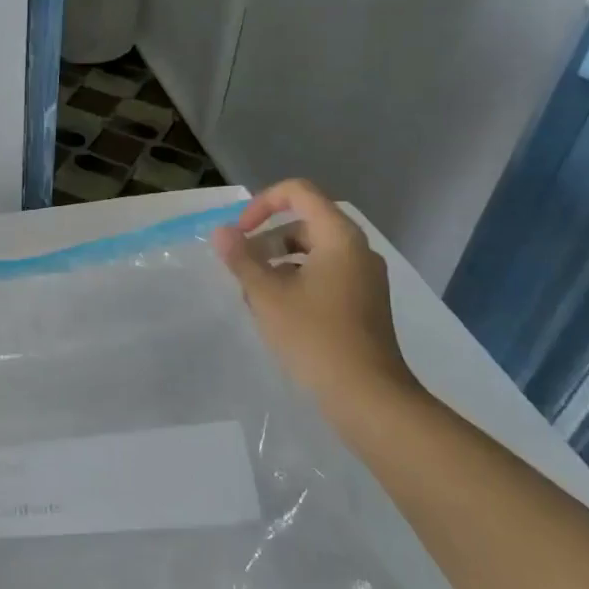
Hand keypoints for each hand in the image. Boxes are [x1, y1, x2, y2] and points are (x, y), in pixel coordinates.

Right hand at [211, 180, 416, 398]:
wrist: (367, 396)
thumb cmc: (315, 337)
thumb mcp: (267, 295)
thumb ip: (241, 259)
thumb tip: (221, 232)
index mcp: (339, 237)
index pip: (299, 193)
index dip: (263, 204)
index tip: (240, 234)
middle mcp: (357, 250)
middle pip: (304, 224)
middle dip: (266, 241)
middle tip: (242, 270)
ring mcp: (364, 277)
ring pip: (313, 253)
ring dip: (278, 264)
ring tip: (254, 296)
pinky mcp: (363, 303)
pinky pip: (325, 275)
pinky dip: (297, 282)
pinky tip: (277, 314)